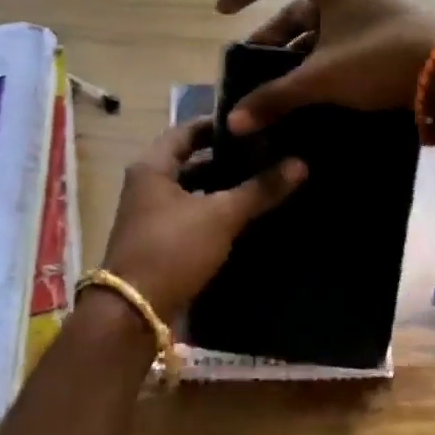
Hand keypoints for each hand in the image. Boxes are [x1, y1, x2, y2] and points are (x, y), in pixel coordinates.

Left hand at [100, 118, 306, 318]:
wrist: (134, 311)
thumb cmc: (173, 249)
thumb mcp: (220, 216)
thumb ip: (259, 190)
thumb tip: (300, 164)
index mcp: (152, 167)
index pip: (186, 131)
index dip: (217, 125)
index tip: (252, 123)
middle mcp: (146, 186)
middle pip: (189, 162)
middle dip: (225, 159)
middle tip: (265, 152)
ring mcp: (150, 216)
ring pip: (192, 192)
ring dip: (221, 188)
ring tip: (261, 182)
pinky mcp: (159, 243)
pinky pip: (191, 217)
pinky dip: (214, 213)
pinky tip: (245, 217)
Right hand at [215, 0, 434, 133]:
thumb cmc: (378, 59)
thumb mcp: (321, 78)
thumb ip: (275, 97)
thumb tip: (234, 122)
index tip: (223, 13)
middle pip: (296, 9)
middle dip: (271, 39)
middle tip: (253, 70)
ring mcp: (370, 12)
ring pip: (320, 30)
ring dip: (296, 56)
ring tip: (278, 88)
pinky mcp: (386, 36)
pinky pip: (341, 44)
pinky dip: (321, 63)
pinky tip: (313, 92)